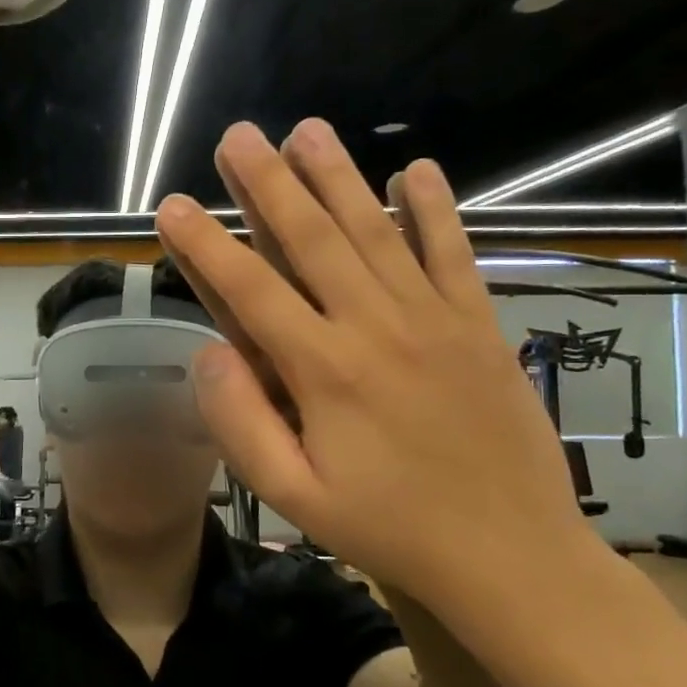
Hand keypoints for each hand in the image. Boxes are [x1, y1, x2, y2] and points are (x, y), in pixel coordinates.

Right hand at [154, 120, 588, 604]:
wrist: (514, 557)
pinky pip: (454, 254)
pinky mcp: (479, 326)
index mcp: (325, 372)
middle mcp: (377, 328)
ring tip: (307, 130)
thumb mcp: (294, 497)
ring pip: (376, 232)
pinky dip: (434, 209)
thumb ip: (241, 424)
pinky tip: (415, 169)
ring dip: (338, 177)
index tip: (173, 204)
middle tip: (238, 135)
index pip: (250, 290)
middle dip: (269, 184)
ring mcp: (434, 320)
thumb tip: (205, 354)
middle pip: (313, 239)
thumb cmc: (390, 529)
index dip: (206, 244)